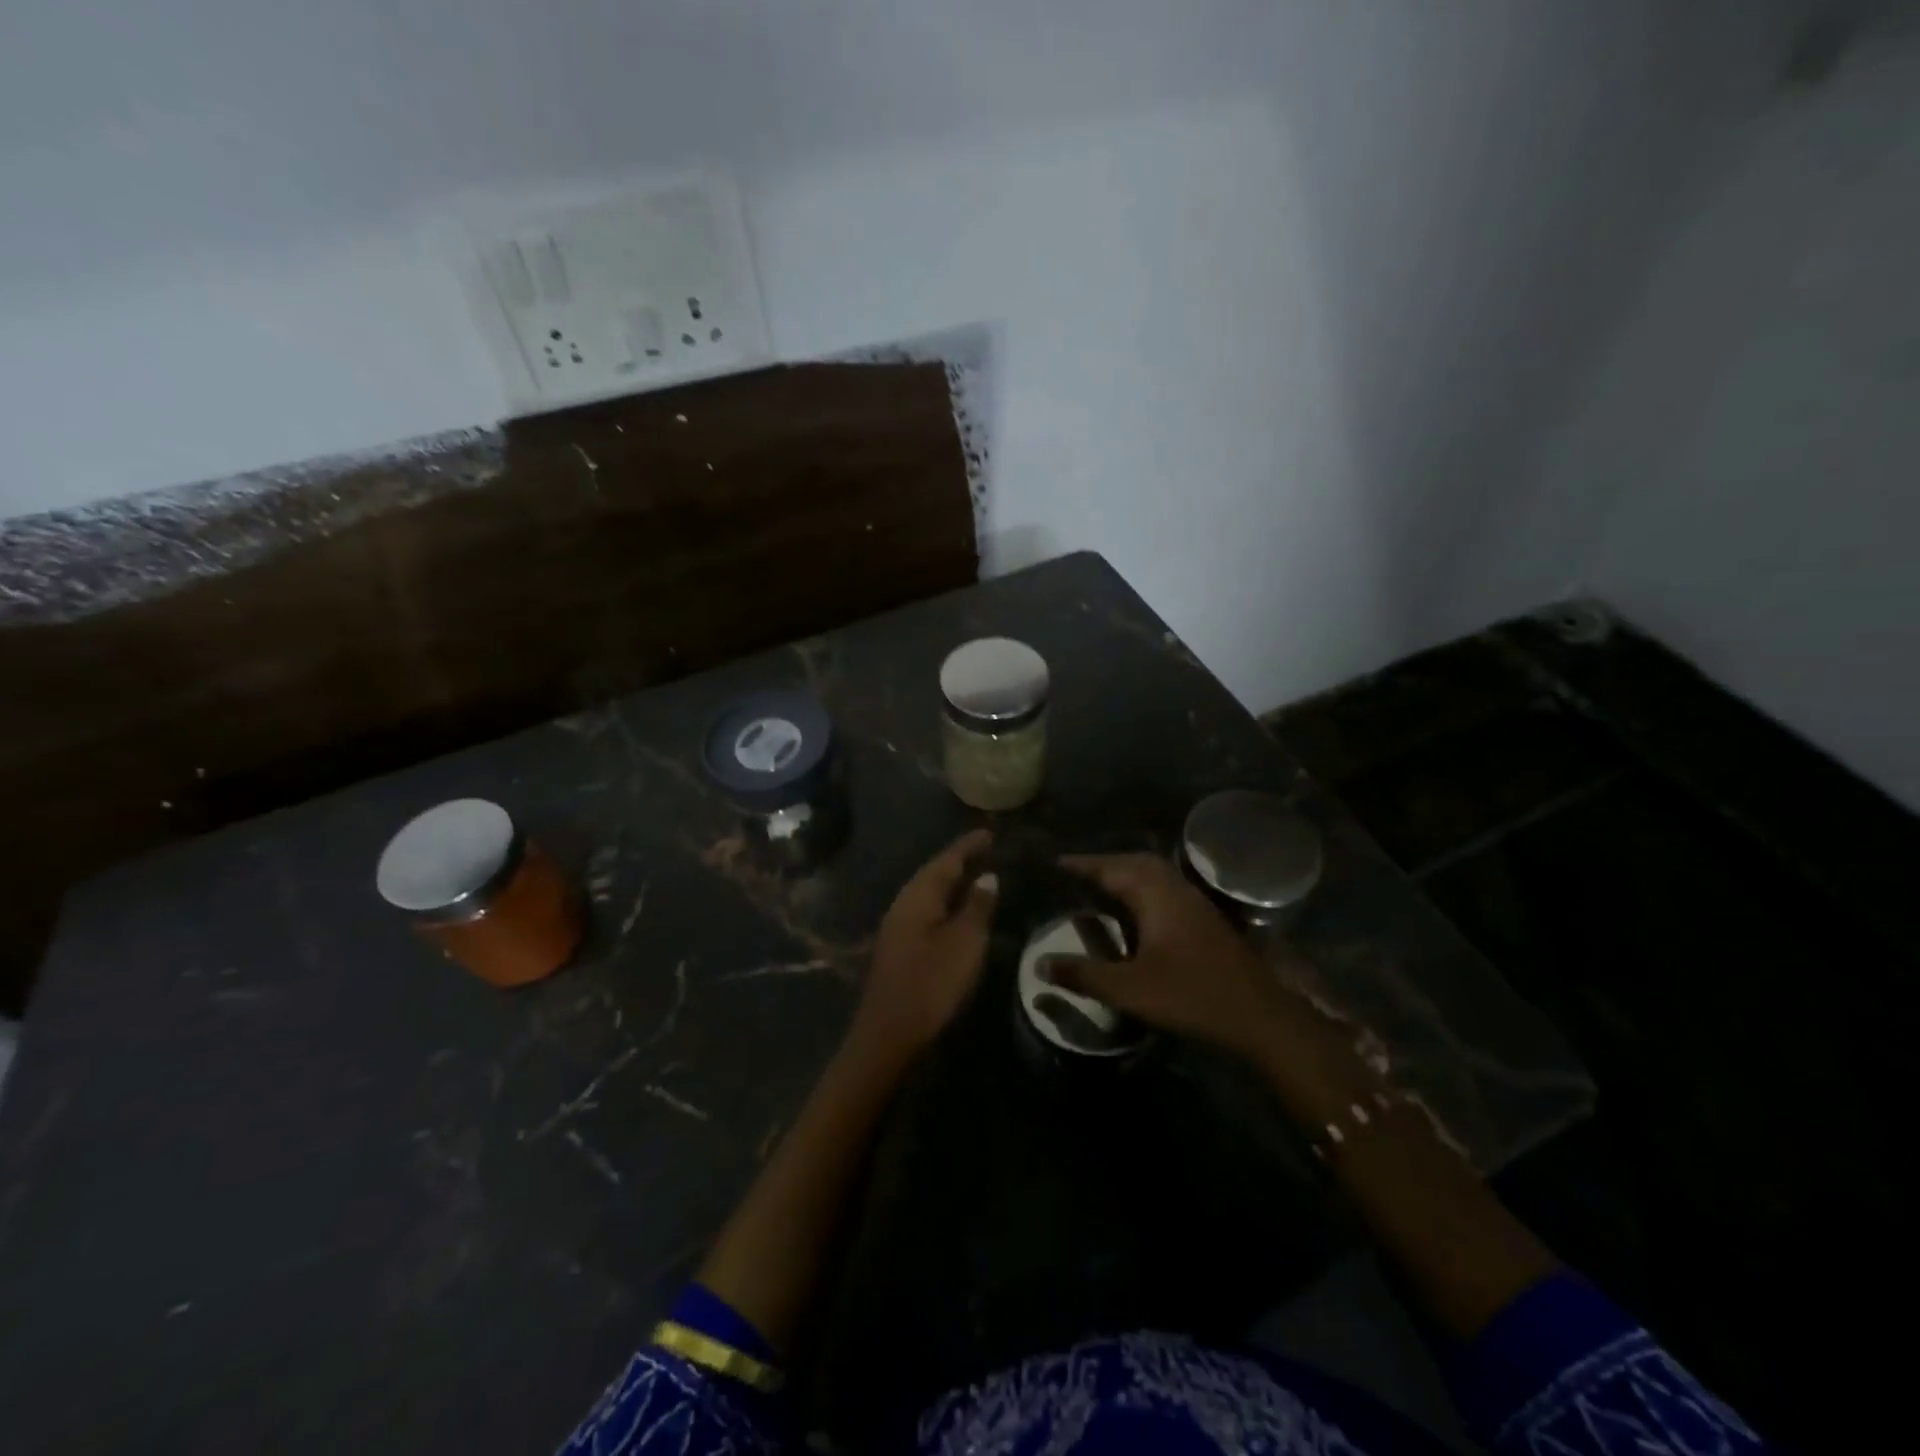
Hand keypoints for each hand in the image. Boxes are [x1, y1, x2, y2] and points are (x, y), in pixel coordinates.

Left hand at [851, 829, 996, 1059]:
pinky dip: (948, 904)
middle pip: (935, 873)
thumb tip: (988, 877)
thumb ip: (978, 906)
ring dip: (954, 883)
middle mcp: (904, 904)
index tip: (990, 832)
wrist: (889, 1033)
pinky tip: (961, 912)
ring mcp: (899, 927)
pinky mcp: (901, 948)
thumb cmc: (931, 983)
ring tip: (980, 876)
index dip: (969, 846)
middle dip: (961, 861)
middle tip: (989, 851)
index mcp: (918, 895)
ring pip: (930, 894)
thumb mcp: (965, 942)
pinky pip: (928, 912)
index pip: (947, 859)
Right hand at [1049, 852, 1295, 1058]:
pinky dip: (1141, 889)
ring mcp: (1193, 901)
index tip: (1053, 863)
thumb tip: (1040, 964)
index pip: (1110, 868)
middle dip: (1103, 864)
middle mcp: (1174, 888)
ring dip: (1124, 875)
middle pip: (1134, 862)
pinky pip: (1164, 889)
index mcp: (1155, 894)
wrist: (1259, 1015)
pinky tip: (1133, 912)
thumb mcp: (1129, 989)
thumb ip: (1083, 975)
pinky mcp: (1204, 918)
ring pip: (1153, 875)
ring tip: (1098, 887)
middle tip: (1074, 874)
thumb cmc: (1191, 995)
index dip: (1080, 865)